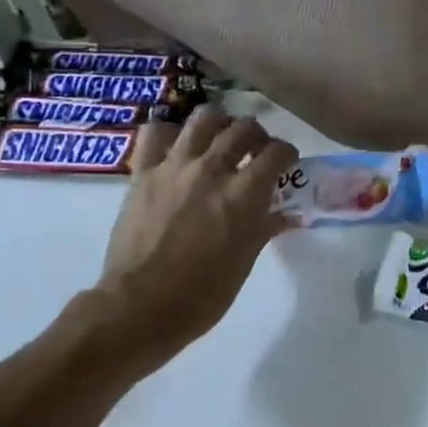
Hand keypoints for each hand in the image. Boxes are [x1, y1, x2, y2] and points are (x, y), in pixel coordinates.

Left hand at [85, 107, 298, 369]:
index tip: (286, 163)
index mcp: (243, 193)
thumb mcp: (245, 262)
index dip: (287, 154)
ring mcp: (175, 166)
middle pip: (244, 128)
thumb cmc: (202, 294)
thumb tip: (285, 214)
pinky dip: (169, 133)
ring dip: (219, 123)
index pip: (277, 152)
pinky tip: (176, 145)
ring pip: (204, 118)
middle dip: (257, 136)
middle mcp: (212, 169)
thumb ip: (265, 227)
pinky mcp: (143, 172)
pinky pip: (155, 134)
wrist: (139, 308)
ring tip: (220, 137)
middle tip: (255, 151)